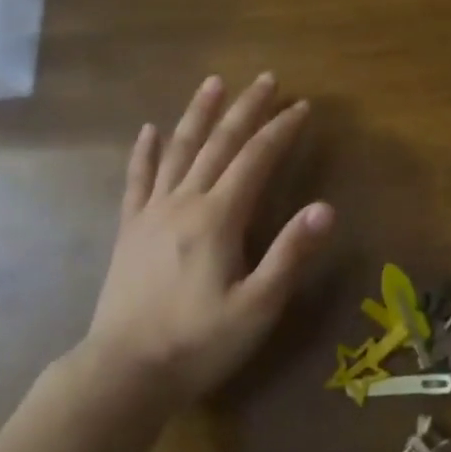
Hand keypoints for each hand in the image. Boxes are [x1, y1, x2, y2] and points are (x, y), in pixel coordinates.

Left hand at [84, 73, 333, 400]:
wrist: (123, 373)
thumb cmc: (198, 342)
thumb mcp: (258, 306)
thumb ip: (291, 253)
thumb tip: (327, 208)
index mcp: (219, 217)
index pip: (256, 158)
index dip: (281, 130)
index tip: (302, 105)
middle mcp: (185, 202)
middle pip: (219, 143)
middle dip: (246, 109)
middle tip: (266, 79)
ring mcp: (152, 213)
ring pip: (179, 151)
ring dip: (198, 114)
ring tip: (213, 83)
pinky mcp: (130, 230)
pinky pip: (138, 180)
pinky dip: (145, 152)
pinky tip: (149, 130)